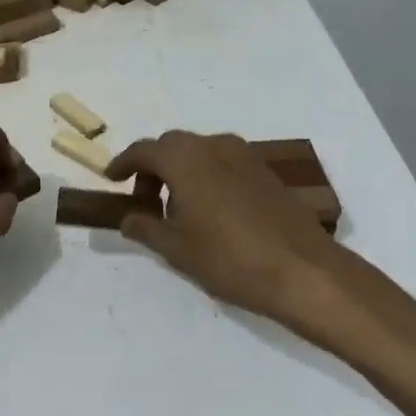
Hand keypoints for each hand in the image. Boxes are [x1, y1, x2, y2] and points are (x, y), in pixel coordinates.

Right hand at [106, 131, 347, 332]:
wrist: (303, 270)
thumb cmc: (229, 258)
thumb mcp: (176, 248)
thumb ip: (145, 227)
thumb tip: (128, 219)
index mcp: (184, 158)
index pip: (143, 150)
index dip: (123, 164)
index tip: (111, 180)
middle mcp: (213, 145)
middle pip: (172, 146)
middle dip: (153, 169)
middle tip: (145, 202)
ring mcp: (244, 155)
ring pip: (199, 153)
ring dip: (181, 172)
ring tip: (178, 210)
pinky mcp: (265, 170)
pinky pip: (223, 163)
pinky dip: (206, 176)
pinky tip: (211, 211)